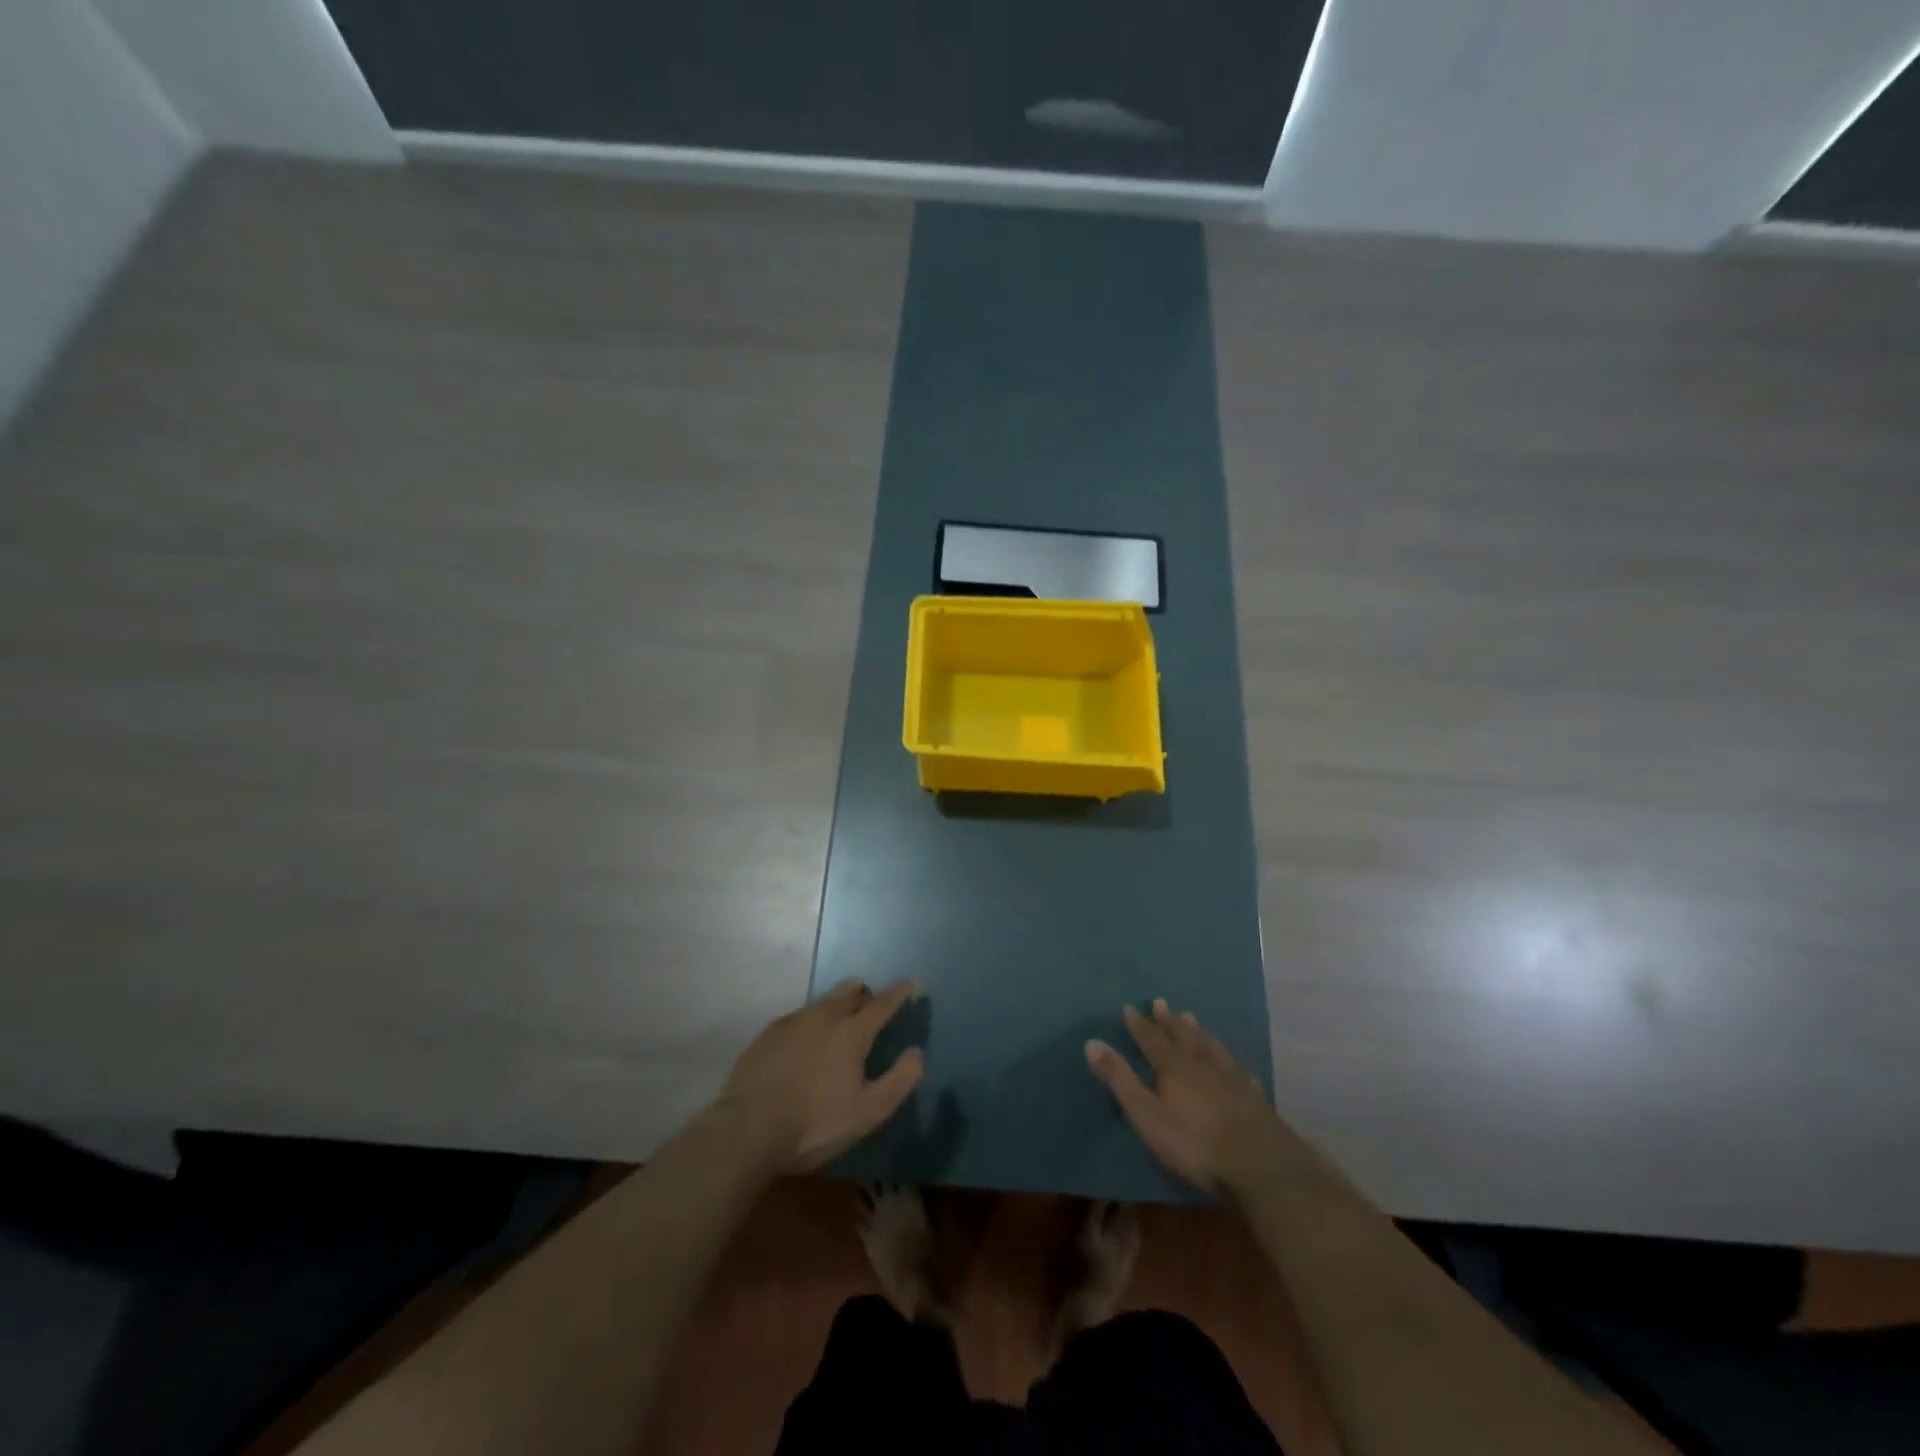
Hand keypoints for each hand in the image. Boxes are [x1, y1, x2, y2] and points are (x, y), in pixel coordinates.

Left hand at [714, 978, 924, 1173]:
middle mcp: (823, 1017)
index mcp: (851, 1033)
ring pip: (822, 1002)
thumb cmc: (814, 1124)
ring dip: (838, 1003)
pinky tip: (807, 1039)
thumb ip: (899, 1080)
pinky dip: (812, 1020)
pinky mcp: (768, 1034)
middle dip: (865, 992)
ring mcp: (792, 1022)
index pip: (882, 1004)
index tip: (911, 982)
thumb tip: (917, 1053)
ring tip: (841, 1016)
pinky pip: (799, 1016)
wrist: (746, 1130)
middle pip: (849, 993)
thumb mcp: (867, 1112)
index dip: (899, 992)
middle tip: (872, 1000)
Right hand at [1085, 999, 1288, 1195]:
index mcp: (1173, 1067)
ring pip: (1210, 1046)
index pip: (1151, 1039)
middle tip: (1161, 1002)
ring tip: (1192, 1018)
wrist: (1259, 1163)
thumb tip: (1091, 1043)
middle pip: (1182, 1036)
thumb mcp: (1147, 1114)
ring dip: (1198, 1032)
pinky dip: (1229, 1060)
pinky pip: (1237, 1069)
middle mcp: (1201, 1064)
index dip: (1139, 1025)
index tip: (1129, 1007)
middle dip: (1169, 1020)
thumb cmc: (1194, 1143)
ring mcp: (1231, 1078)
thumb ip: (1120, 1079)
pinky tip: (1233, 1062)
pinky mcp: (1253, 1097)